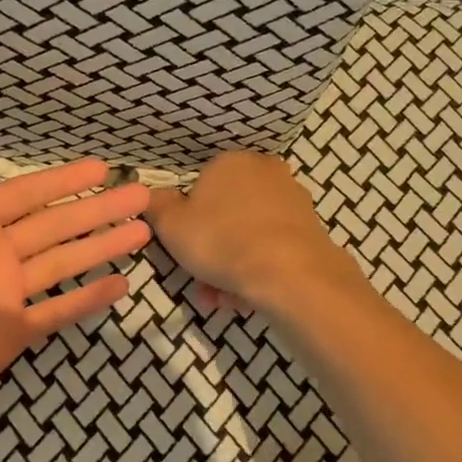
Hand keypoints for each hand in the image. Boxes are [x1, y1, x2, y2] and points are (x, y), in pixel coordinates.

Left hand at [0, 125, 150, 427]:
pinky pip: (59, 311)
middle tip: (139, 195)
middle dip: (98, 209)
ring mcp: (7, 295)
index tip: (100, 167)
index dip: (64, 180)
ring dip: (103, 246)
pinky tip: (121, 285)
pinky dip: (89, 299)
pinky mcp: (12, 333)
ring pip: (66, 263)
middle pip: (57, 225)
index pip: (27, 194)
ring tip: (142, 231)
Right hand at [144, 152, 358, 311]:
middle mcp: (265, 172)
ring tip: (224, 299)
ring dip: (231, 267)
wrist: (290, 273)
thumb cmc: (221, 240)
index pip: (200, 187)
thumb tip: (150, 195)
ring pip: (248, 235)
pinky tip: (248, 297)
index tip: (183, 250)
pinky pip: (272, 249)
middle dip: (211, 250)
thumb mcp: (171, 225)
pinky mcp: (311, 228)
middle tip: (202, 282)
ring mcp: (292, 200)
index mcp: (230, 162)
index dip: (188, 222)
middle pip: (225, 215)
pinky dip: (258, 270)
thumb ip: (156, 207)